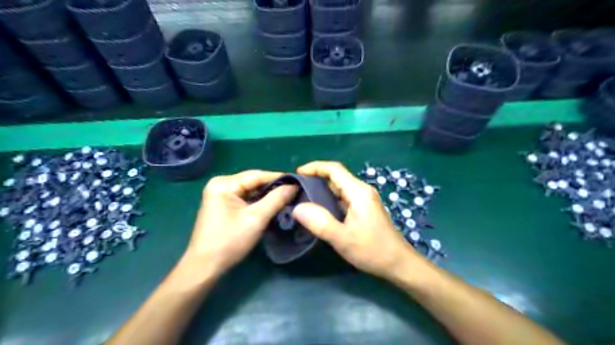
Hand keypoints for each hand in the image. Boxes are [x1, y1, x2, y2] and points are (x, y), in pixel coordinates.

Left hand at [184, 172, 296, 276]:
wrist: (206, 267)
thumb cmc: (229, 241)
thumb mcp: (256, 218)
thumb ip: (276, 199)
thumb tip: (294, 185)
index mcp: (224, 183)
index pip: (257, 175)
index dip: (279, 178)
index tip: (300, 181)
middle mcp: (221, 184)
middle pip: (254, 182)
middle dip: (274, 187)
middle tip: (296, 191)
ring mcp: (221, 194)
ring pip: (252, 190)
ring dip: (268, 195)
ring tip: (289, 197)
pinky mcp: (224, 205)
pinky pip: (247, 198)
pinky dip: (260, 202)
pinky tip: (274, 204)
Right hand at [291, 162, 418, 280]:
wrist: (398, 264)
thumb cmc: (372, 250)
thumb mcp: (343, 238)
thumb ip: (320, 222)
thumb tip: (297, 208)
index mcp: (358, 192)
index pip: (334, 169)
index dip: (314, 167)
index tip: (296, 174)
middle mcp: (362, 191)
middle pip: (336, 177)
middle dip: (315, 179)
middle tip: (296, 189)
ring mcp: (364, 200)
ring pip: (339, 188)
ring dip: (321, 190)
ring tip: (303, 198)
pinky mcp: (364, 209)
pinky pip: (343, 198)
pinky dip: (329, 199)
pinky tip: (319, 210)